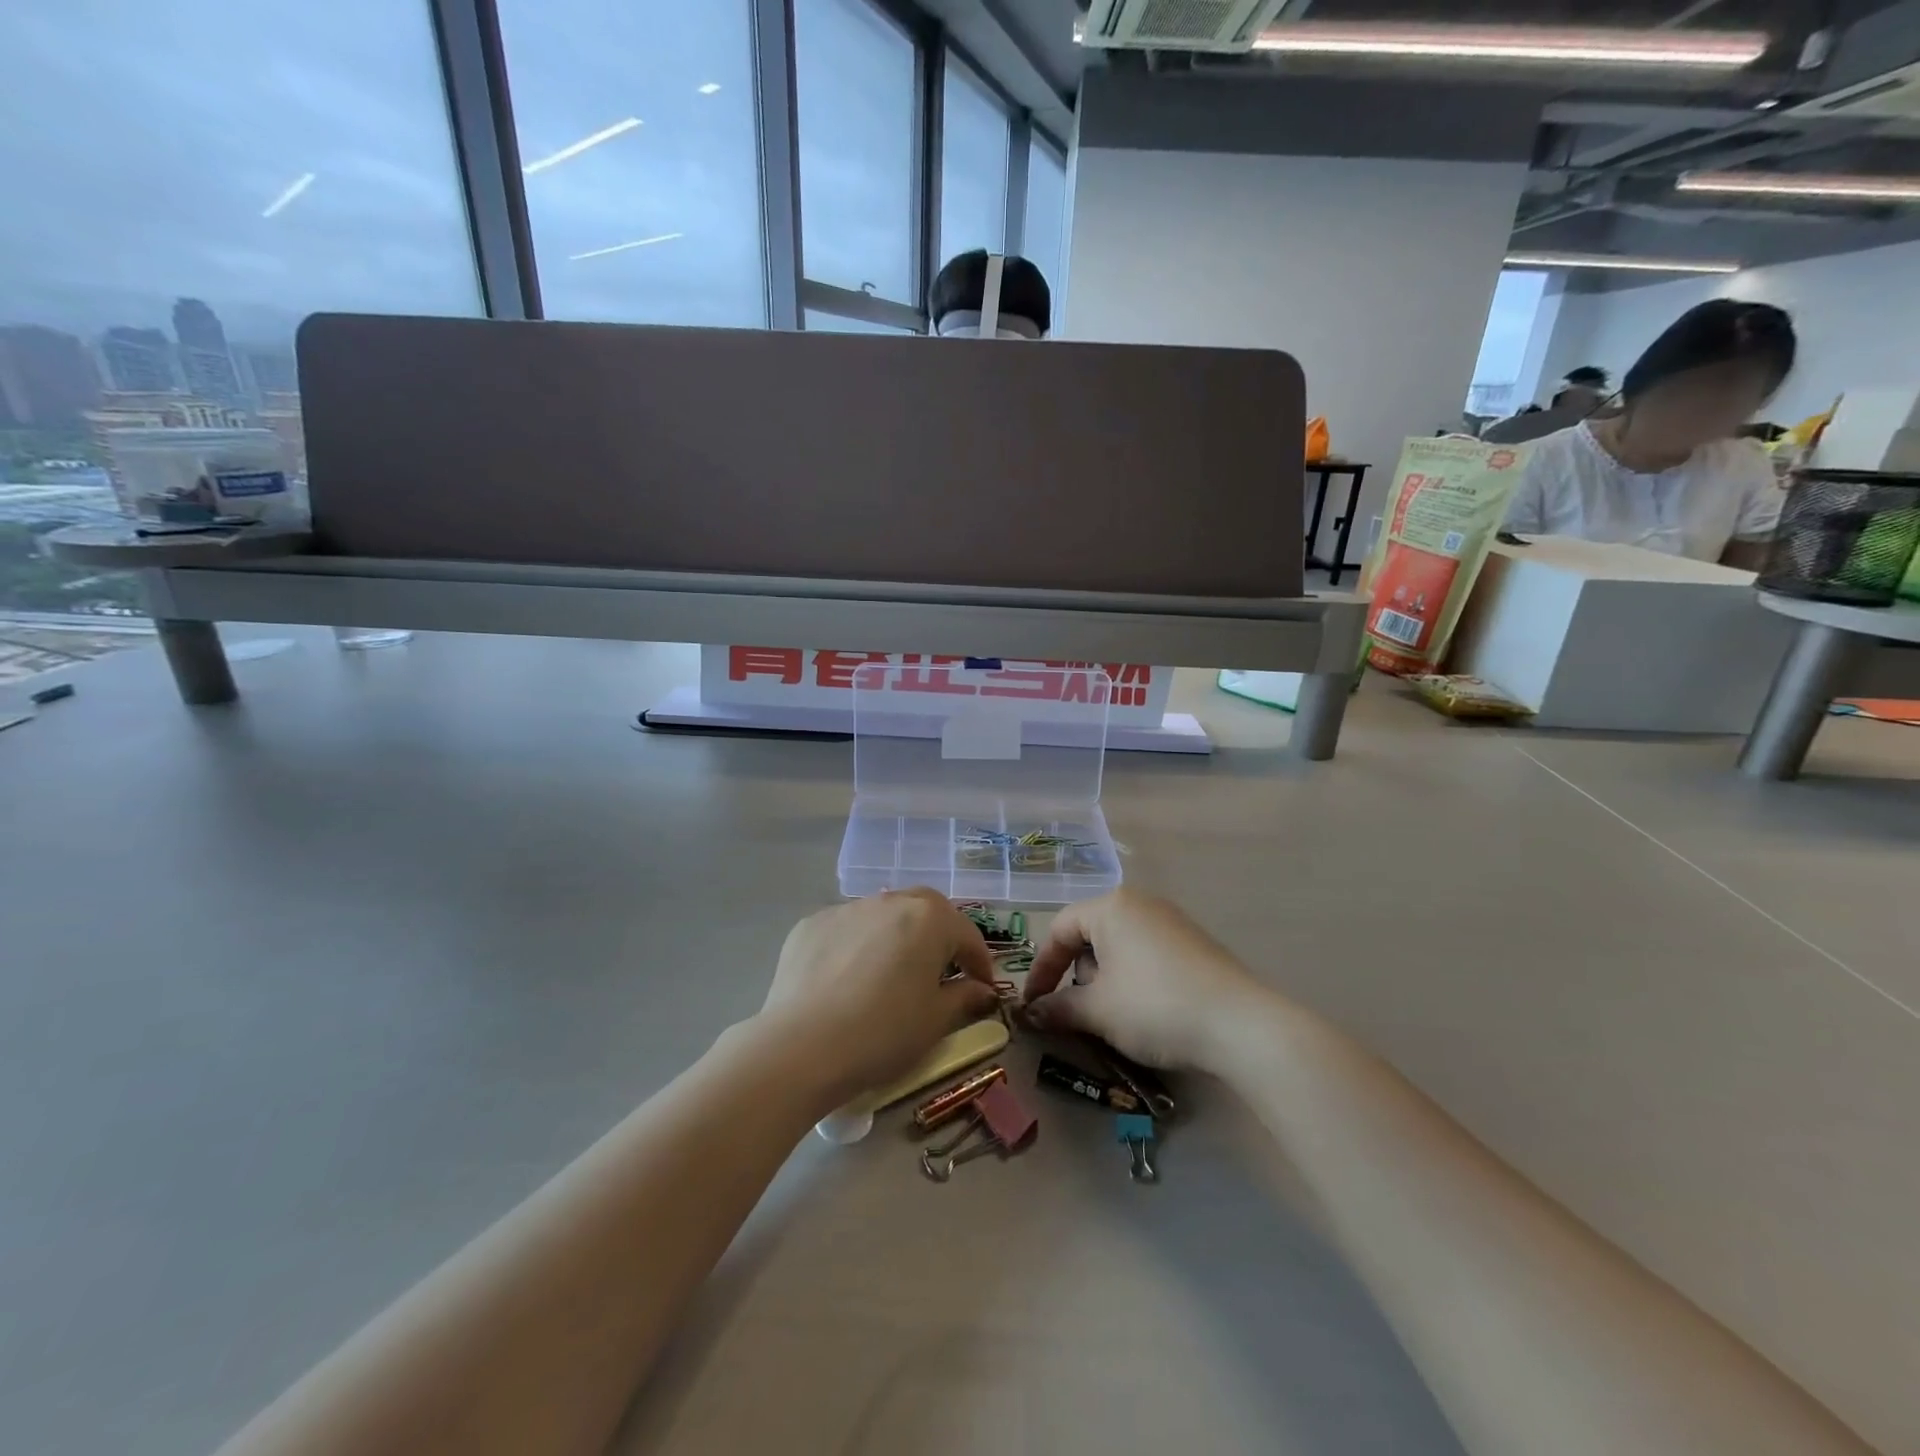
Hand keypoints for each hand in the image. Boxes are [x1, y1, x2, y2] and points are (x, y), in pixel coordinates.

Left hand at [760, 889, 999, 1102]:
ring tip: (891, 974)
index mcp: (929, 918)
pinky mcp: (811, 924)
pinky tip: (847, 979)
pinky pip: (846, 930)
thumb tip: (981, 990)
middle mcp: (889, 901)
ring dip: (896, 938)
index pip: (967, 935)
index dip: (979, 963)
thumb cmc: (883, 1033)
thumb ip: (964, 997)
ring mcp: (846, 909)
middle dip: (939, 937)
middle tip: (940, 971)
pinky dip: (856, 946)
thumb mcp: (935, 1021)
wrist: (802, 1046)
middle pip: (925, 912)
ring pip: (883, 917)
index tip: (983, 987)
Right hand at [1021, 888, 1264, 1071]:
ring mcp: (1172, 922)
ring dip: (1105, 981)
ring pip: (1119, 948)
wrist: (1240, 1025)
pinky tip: (1146, 1012)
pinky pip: (1147, 955)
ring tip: (1114, 1018)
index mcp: (1111, 906)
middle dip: (1076, 976)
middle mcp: (1141, 903)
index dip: (1041, 969)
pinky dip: (1133, 980)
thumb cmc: (1154, 1006)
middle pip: (1090, 936)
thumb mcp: (1098, 1010)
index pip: (1059, 929)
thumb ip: (1059, 1007)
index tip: (1034, 1005)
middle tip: (1078, 1013)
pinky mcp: (1194, 944)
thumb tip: (1032, 1013)